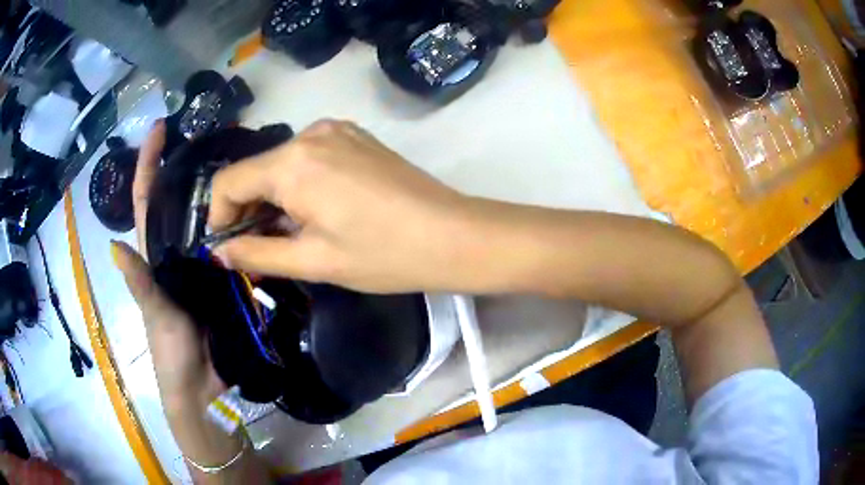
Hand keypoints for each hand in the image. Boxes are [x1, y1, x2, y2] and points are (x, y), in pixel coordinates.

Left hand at [114, 121, 268, 483]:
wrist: (202, 385)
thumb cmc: (169, 351)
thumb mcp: (153, 314)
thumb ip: (138, 282)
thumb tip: (115, 245)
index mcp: (154, 254)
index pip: (146, 200)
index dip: (148, 163)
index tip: (160, 128)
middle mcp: (177, 251)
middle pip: (180, 200)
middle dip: (190, 163)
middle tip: (215, 133)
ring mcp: (203, 265)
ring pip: (209, 220)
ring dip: (221, 191)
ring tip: (245, 163)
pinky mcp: (226, 279)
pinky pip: (234, 247)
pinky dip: (243, 226)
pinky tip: (262, 210)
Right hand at [210, 120, 475, 292]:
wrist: (454, 235)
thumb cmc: (384, 254)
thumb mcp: (313, 261)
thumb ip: (257, 254)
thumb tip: (219, 252)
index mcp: (293, 162)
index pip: (228, 182)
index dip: (218, 216)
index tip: (226, 247)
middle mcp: (310, 133)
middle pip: (254, 170)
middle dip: (247, 210)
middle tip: (257, 249)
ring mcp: (336, 130)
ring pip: (281, 164)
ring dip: (273, 198)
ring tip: (290, 235)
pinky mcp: (355, 136)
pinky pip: (308, 157)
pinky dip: (298, 183)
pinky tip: (315, 211)